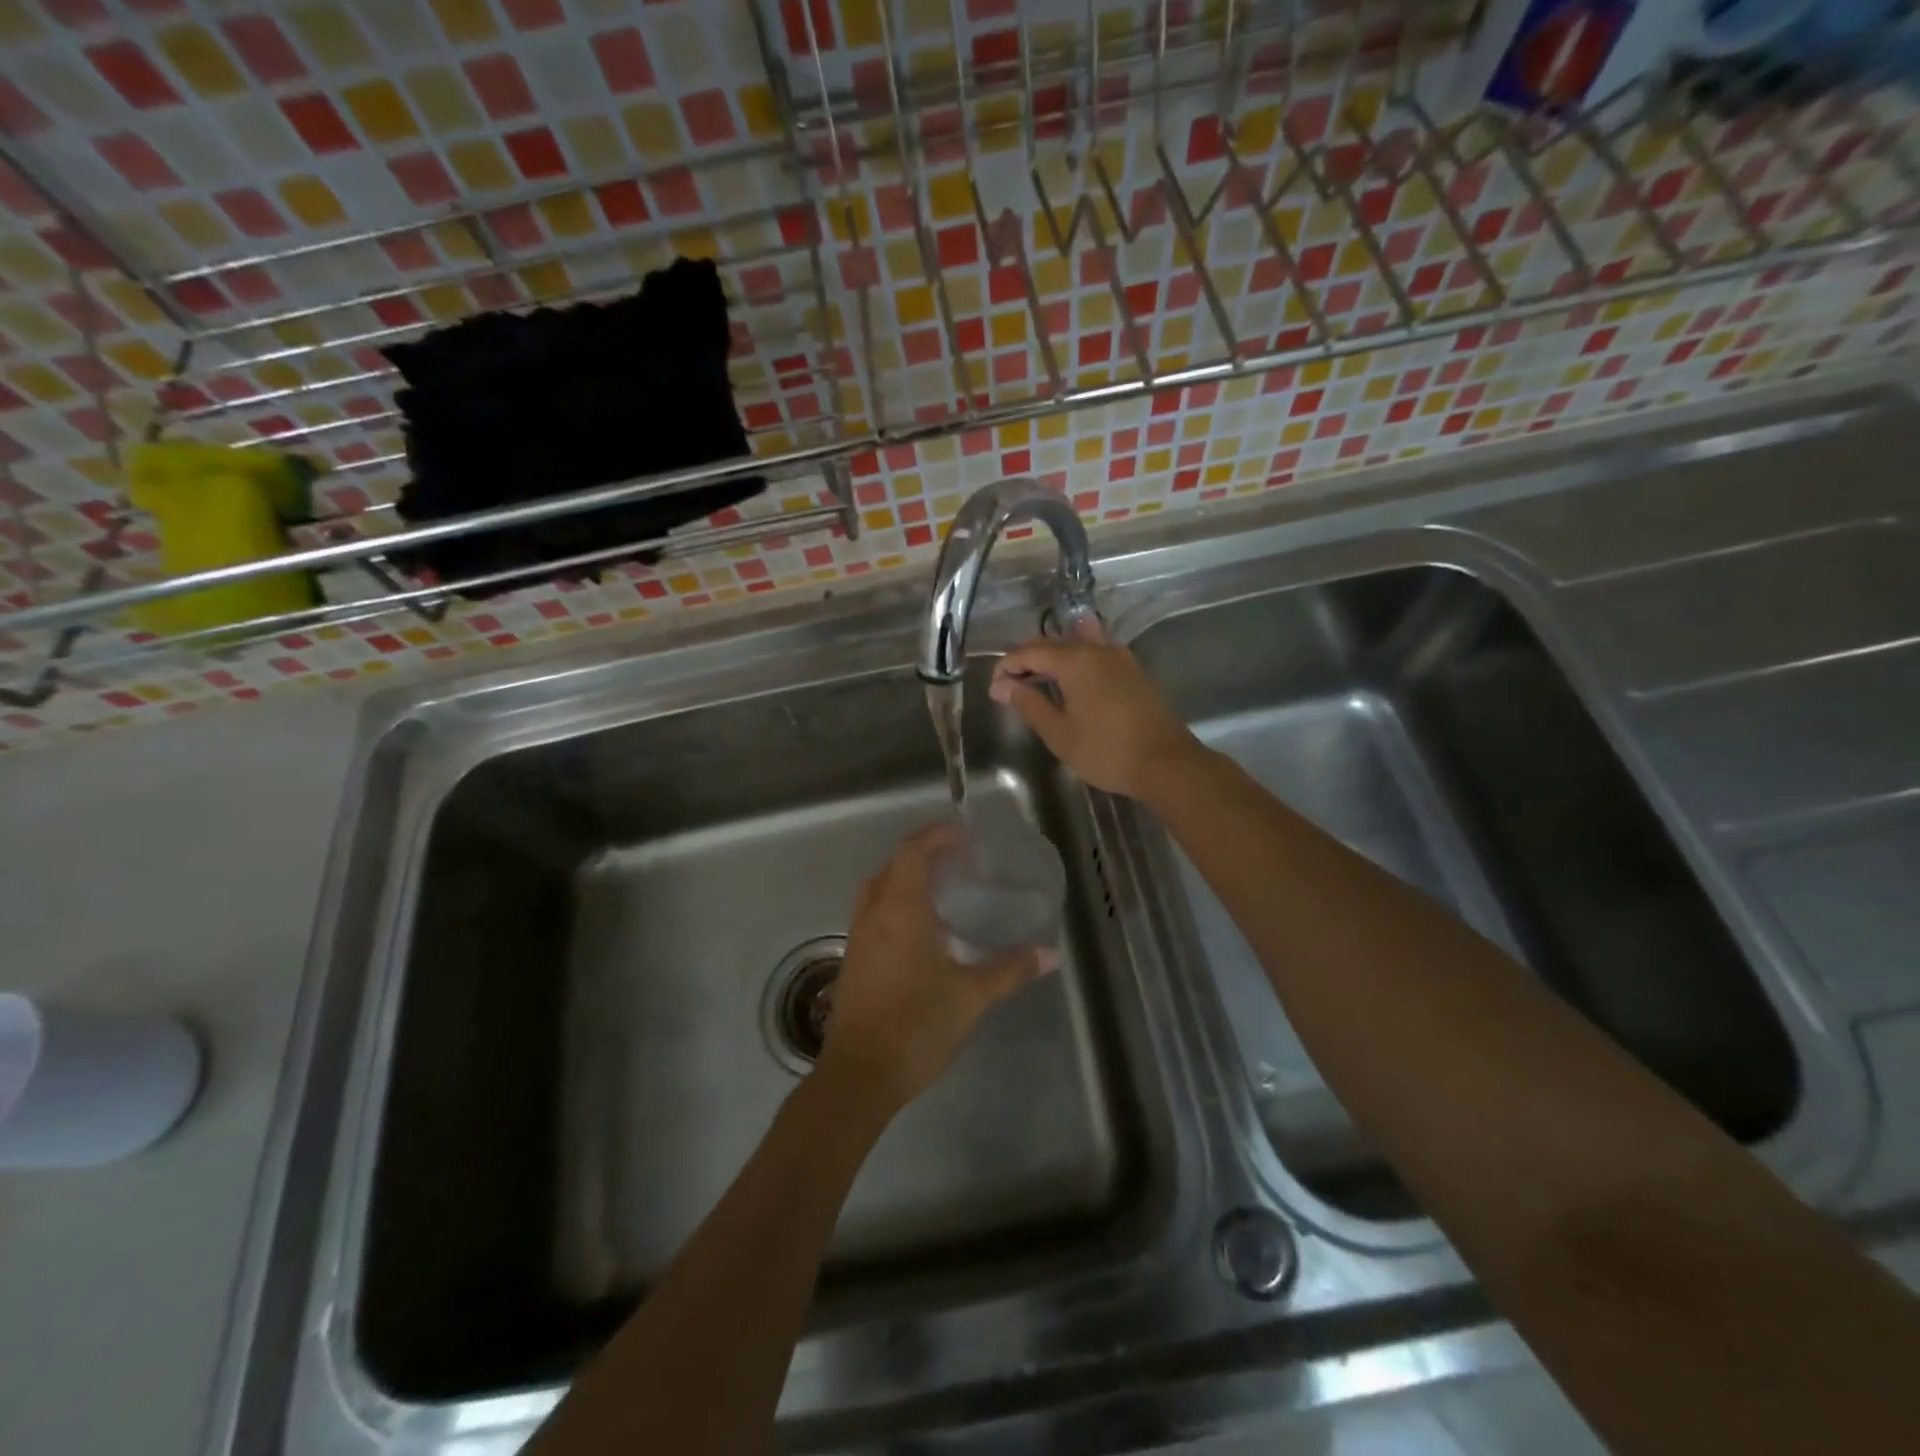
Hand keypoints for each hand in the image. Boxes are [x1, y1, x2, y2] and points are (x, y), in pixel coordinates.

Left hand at [822, 823, 1054, 1111]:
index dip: (936, 835)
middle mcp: (874, 913)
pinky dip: (896, 903)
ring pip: (879, 888)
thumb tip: (1051, 954)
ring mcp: (859, 936)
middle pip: (893, 865)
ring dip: (906, 877)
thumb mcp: (971, 996)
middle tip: (958, 859)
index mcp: (900, 909)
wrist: (860, 1075)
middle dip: (923, 853)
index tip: (963, 833)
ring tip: (942, 888)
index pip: (913, 852)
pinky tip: (922, 930)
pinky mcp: (853, 959)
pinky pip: (874, 912)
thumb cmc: (916, 1025)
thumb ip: (1010, 970)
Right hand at [989, 624, 1203, 799]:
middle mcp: (1097, 648)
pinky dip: (1075, 662)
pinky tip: (1070, 681)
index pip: (1030, 651)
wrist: (1166, 763)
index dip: (1007, 666)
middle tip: (1010, 685)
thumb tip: (1003, 685)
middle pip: (1053, 643)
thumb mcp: (1059, 733)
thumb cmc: (1106, 751)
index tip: (994, 688)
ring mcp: (1120, 657)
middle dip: (1027, 660)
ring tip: (1037, 681)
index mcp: (1075, 660)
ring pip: (1076, 645)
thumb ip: (1030, 704)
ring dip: (1052, 659)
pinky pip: (1095, 654)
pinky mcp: (1133, 670)